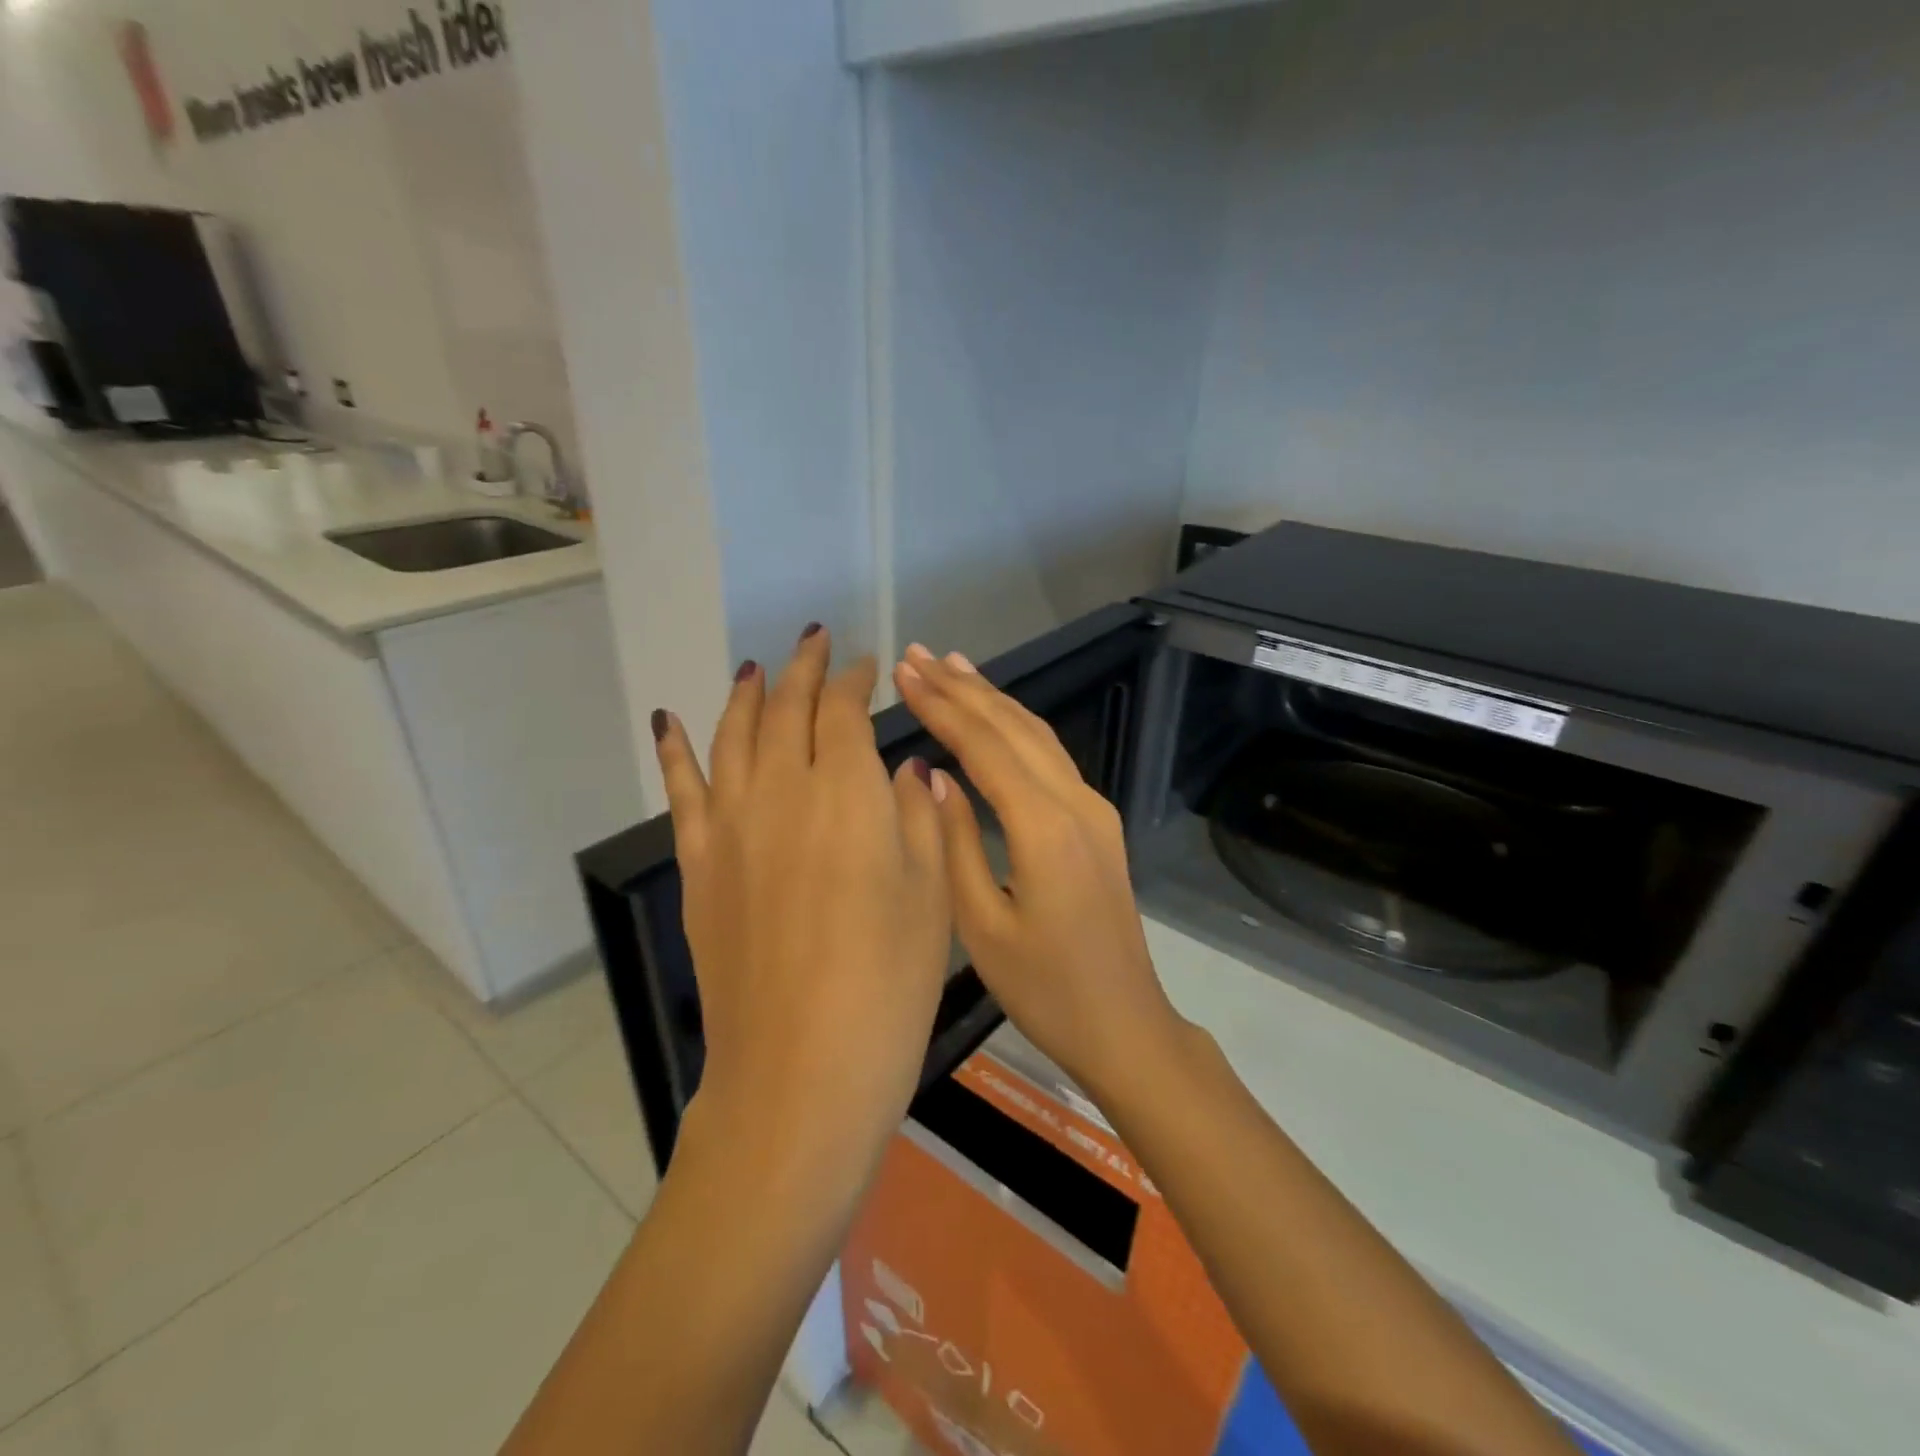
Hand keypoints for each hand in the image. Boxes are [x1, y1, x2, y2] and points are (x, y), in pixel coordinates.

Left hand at [654, 627, 950, 1152]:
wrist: (801, 1071)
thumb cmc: (888, 984)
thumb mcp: (931, 894)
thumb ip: (916, 816)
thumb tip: (903, 768)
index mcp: (849, 793)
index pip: (846, 711)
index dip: (856, 680)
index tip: (868, 666)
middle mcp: (783, 791)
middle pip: (787, 709)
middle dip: (804, 669)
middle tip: (816, 640)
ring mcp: (732, 826)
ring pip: (733, 735)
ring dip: (746, 693)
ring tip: (756, 667)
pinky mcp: (699, 865)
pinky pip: (682, 790)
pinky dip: (675, 749)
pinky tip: (669, 720)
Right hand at [892, 643, 1184, 1097]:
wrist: (1124, 1023)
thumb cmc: (1044, 990)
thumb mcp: (981, 926)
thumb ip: (954, 842)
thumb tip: (932, 775)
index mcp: (1044, 828)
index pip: (985, 747)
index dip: (942, 706)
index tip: (904, 673)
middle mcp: (1076, 803)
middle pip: (1014, 728)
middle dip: (964, 688)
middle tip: (917, 656)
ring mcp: (1094, 810)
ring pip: (1038, 736)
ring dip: (993, 699)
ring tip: (952, 666)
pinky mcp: (1098, 823)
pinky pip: (1051, 758)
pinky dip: (1017, 727)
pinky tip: (995, 717)